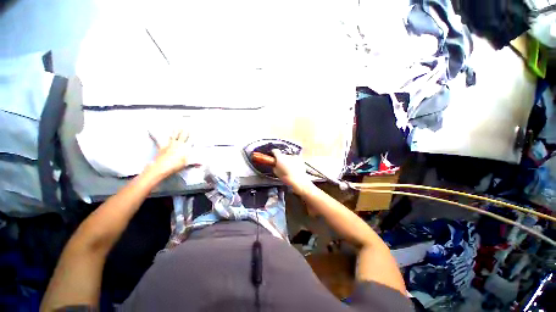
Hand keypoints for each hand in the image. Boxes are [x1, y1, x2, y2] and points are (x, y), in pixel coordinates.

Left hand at [148, 129, 192, 177]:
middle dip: (185, 130)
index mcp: (185, 147)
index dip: (192, 135)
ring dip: (175, 131)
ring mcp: (170, 144)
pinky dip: (155, 135)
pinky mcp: (162, 147)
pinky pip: (159, 140)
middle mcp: (178, 144)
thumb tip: (202, 164)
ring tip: (176, 126)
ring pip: (173, 136)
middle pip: (182, 136)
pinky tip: (151, 130)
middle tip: (186, 125)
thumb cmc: (176, 165)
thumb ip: (194, 163)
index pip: (190, 140)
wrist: (162, 167)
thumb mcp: (187, 164)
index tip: (193, 130)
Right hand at [271, 149, 312, 194]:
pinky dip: (294, 162)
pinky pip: (295, 159)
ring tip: (289, 168)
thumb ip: (274, 167)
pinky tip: (294, 169)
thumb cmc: (287, 178)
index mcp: (280, 158)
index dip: (273, 153)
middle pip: (283, 155)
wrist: (299, 181)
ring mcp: (295, 157)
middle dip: (282, 159)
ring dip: (288, 160)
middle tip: (282, 165)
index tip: (273, 156)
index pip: (275, 151)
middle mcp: (287, 155)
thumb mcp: (276, 173)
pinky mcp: (300, 159)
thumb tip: (275, 165)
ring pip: (289, 157)